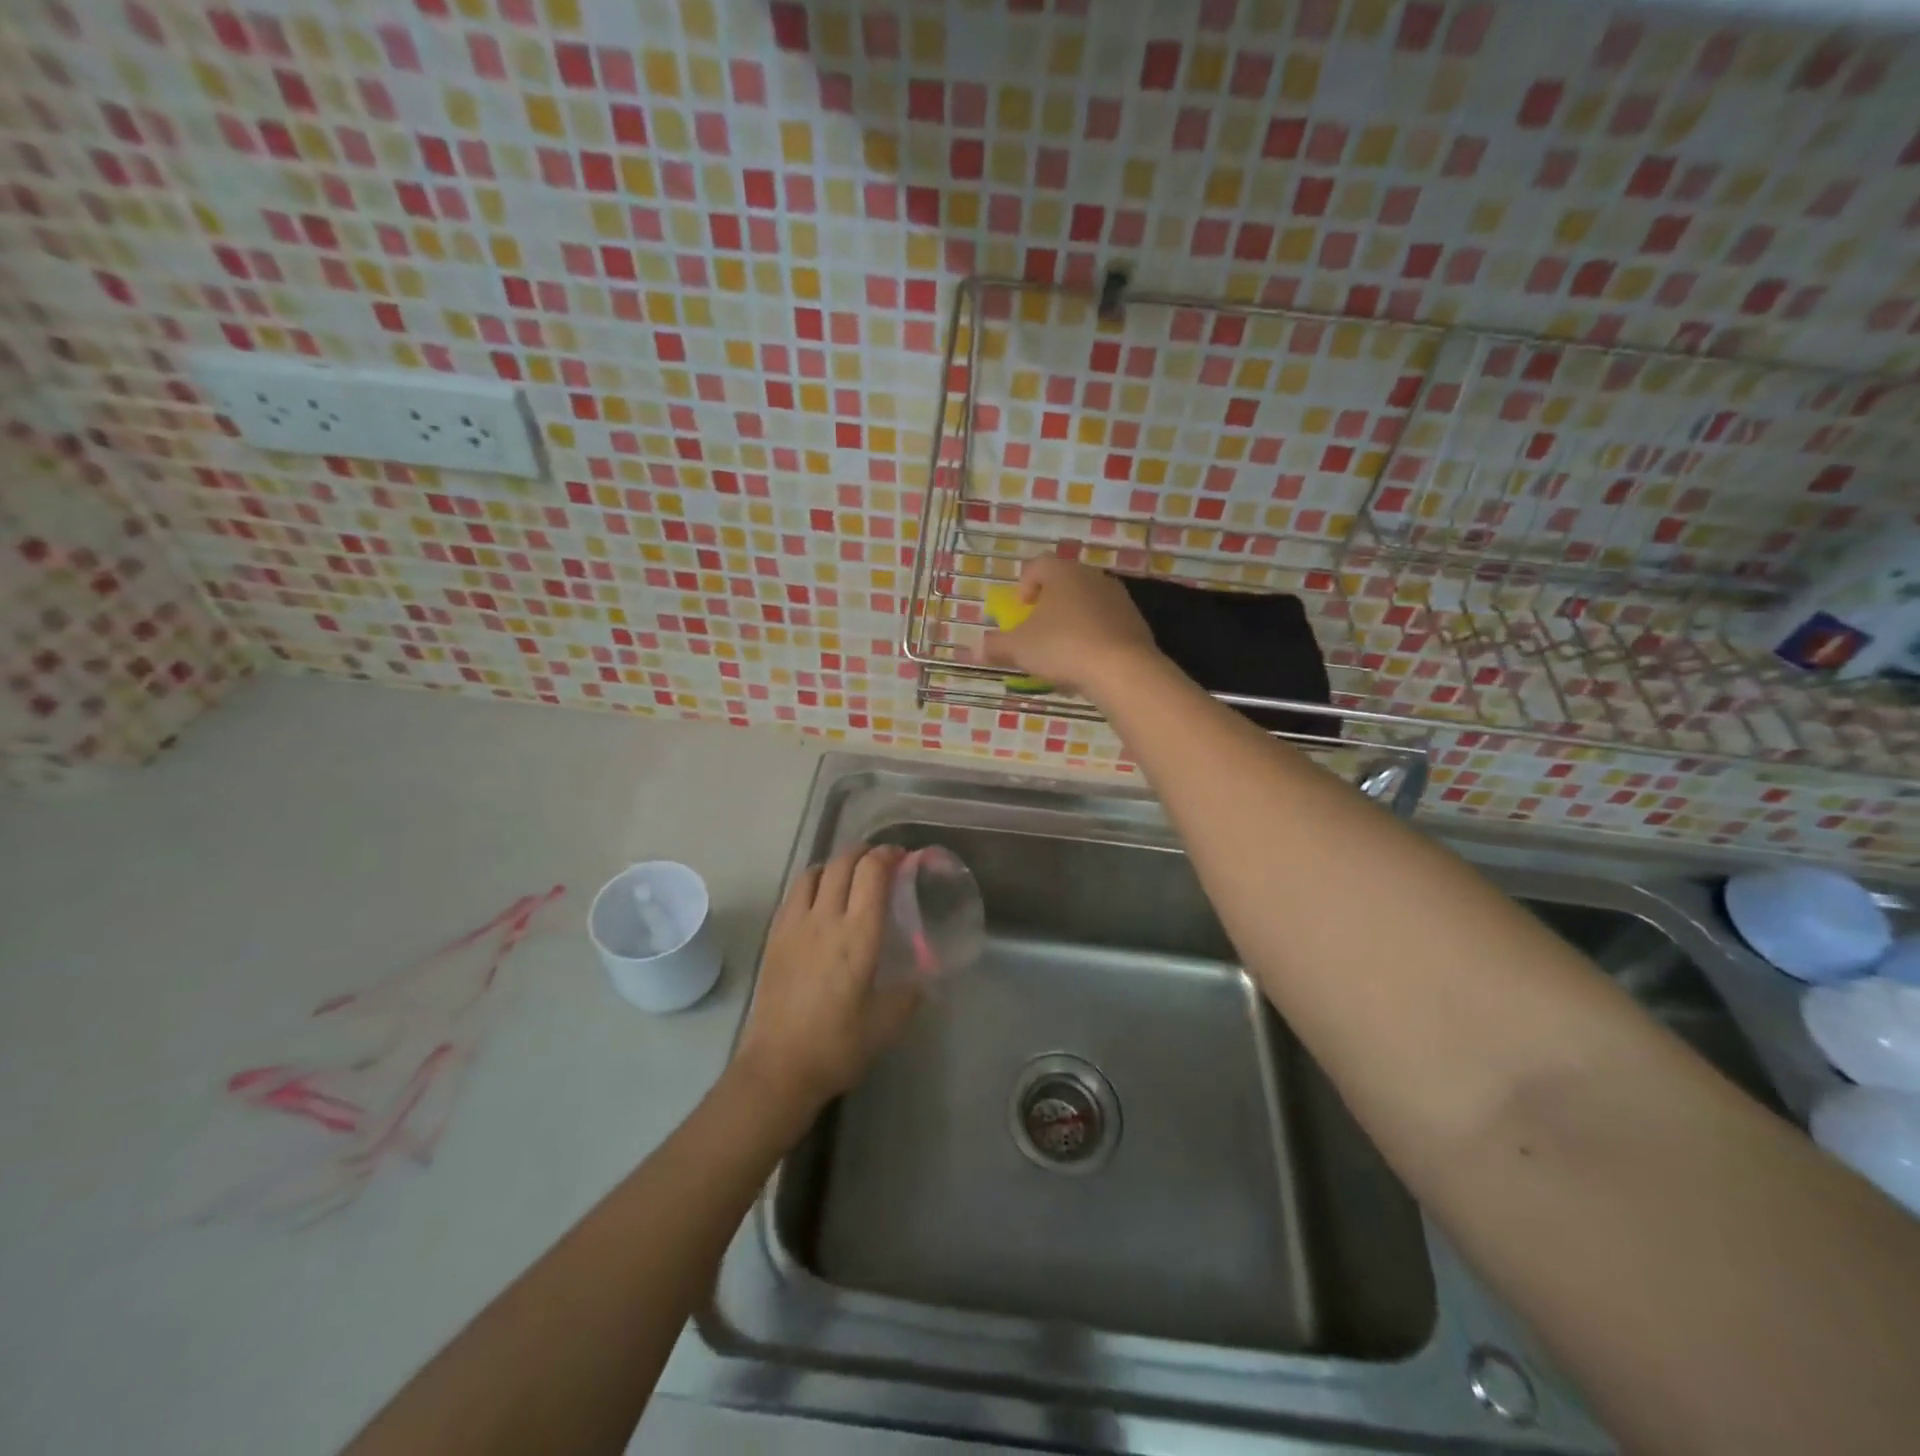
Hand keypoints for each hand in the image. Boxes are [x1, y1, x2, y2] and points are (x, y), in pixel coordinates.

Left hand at [733, 844, 919, 1111]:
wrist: (778, 1067)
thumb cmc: (838, 1045)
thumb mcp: (887, 1023)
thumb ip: (910, 994)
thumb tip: (925, 979)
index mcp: (858, 935)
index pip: (872, 872)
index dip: (888, 855)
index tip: (902, 857)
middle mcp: (825, 919)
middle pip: (842, 862)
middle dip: (864, 852)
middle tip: (880, 861)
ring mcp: (794, 926)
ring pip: (814, 872)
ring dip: (835, 865)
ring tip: (848, 877)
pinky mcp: (775, 938)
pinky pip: (794, 894)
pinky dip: (812, 884)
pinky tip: (819, 903)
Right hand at [982, 556, 1162, 699]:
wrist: (1122, 669)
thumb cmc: (1062, 647)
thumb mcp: (1018, 648)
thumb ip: (994, 646)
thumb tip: (973, 649)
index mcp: (1062, 573)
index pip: (1038, 564)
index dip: (1024, 584)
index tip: (1020, 609)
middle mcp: (1092, 577)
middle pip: (1064, 583)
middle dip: (1049, 604)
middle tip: (1038, 629)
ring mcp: (1118, 598)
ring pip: (1087, 603)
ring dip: (1072, 620)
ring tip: (1062, 648)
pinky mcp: (1135, 621)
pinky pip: (1106, 623)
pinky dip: (1094, 635)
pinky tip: (1087, 660)